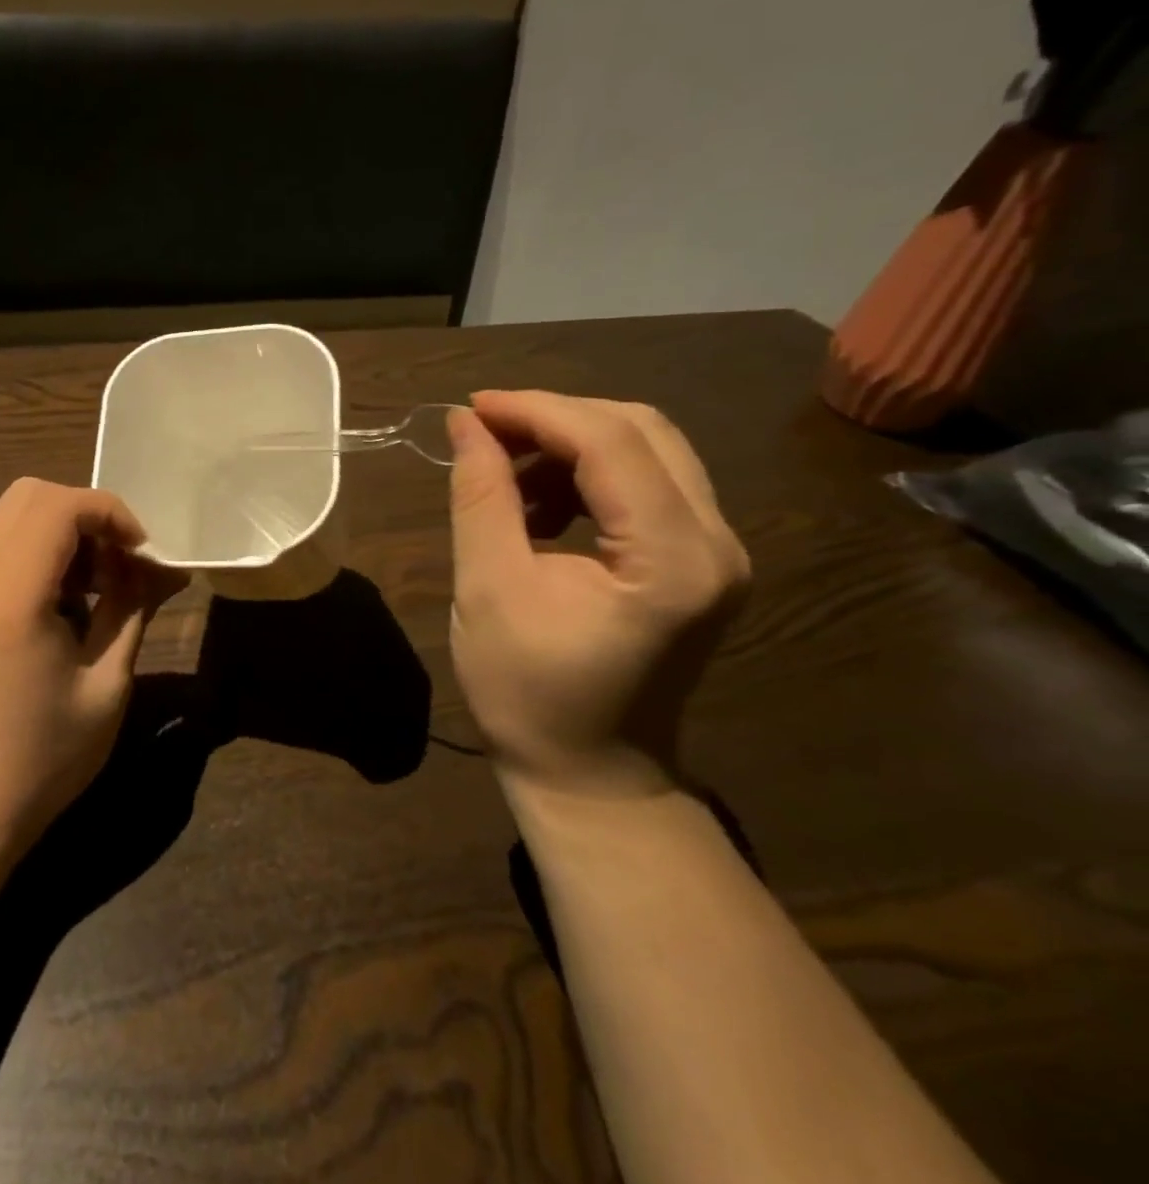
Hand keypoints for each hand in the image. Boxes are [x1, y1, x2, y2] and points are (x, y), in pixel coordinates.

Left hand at [0, 478, 184, 848]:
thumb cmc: (45, 754)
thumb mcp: (107, 682)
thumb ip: (133, 609)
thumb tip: (164, 568)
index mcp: (11, 597)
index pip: (59, 507)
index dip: (110, 514)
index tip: (142, 553)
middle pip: (31, 494)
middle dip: (88, 514)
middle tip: (121, 562)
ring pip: (13, 513)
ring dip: (65, 529)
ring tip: (98, 582)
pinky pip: (1, 542)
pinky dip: (42, 548)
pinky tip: (67, 597)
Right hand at [446, 391, 750, 800]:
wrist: (590, 775)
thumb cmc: (528, 693)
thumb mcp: (487, 588)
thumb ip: (481, 496)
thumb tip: (465, 423)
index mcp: (672, 559)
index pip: (611, 441)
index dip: (536, 410)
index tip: (470, 408)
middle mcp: (717, 543)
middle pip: (640, 430)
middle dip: (554, 418)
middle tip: (484, 434)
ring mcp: (718, 552)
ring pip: (647, 449)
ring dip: (570, 445)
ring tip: (506, 476)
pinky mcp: (700, 561)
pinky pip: (648, 483)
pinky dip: (588, 475)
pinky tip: (540, 504)